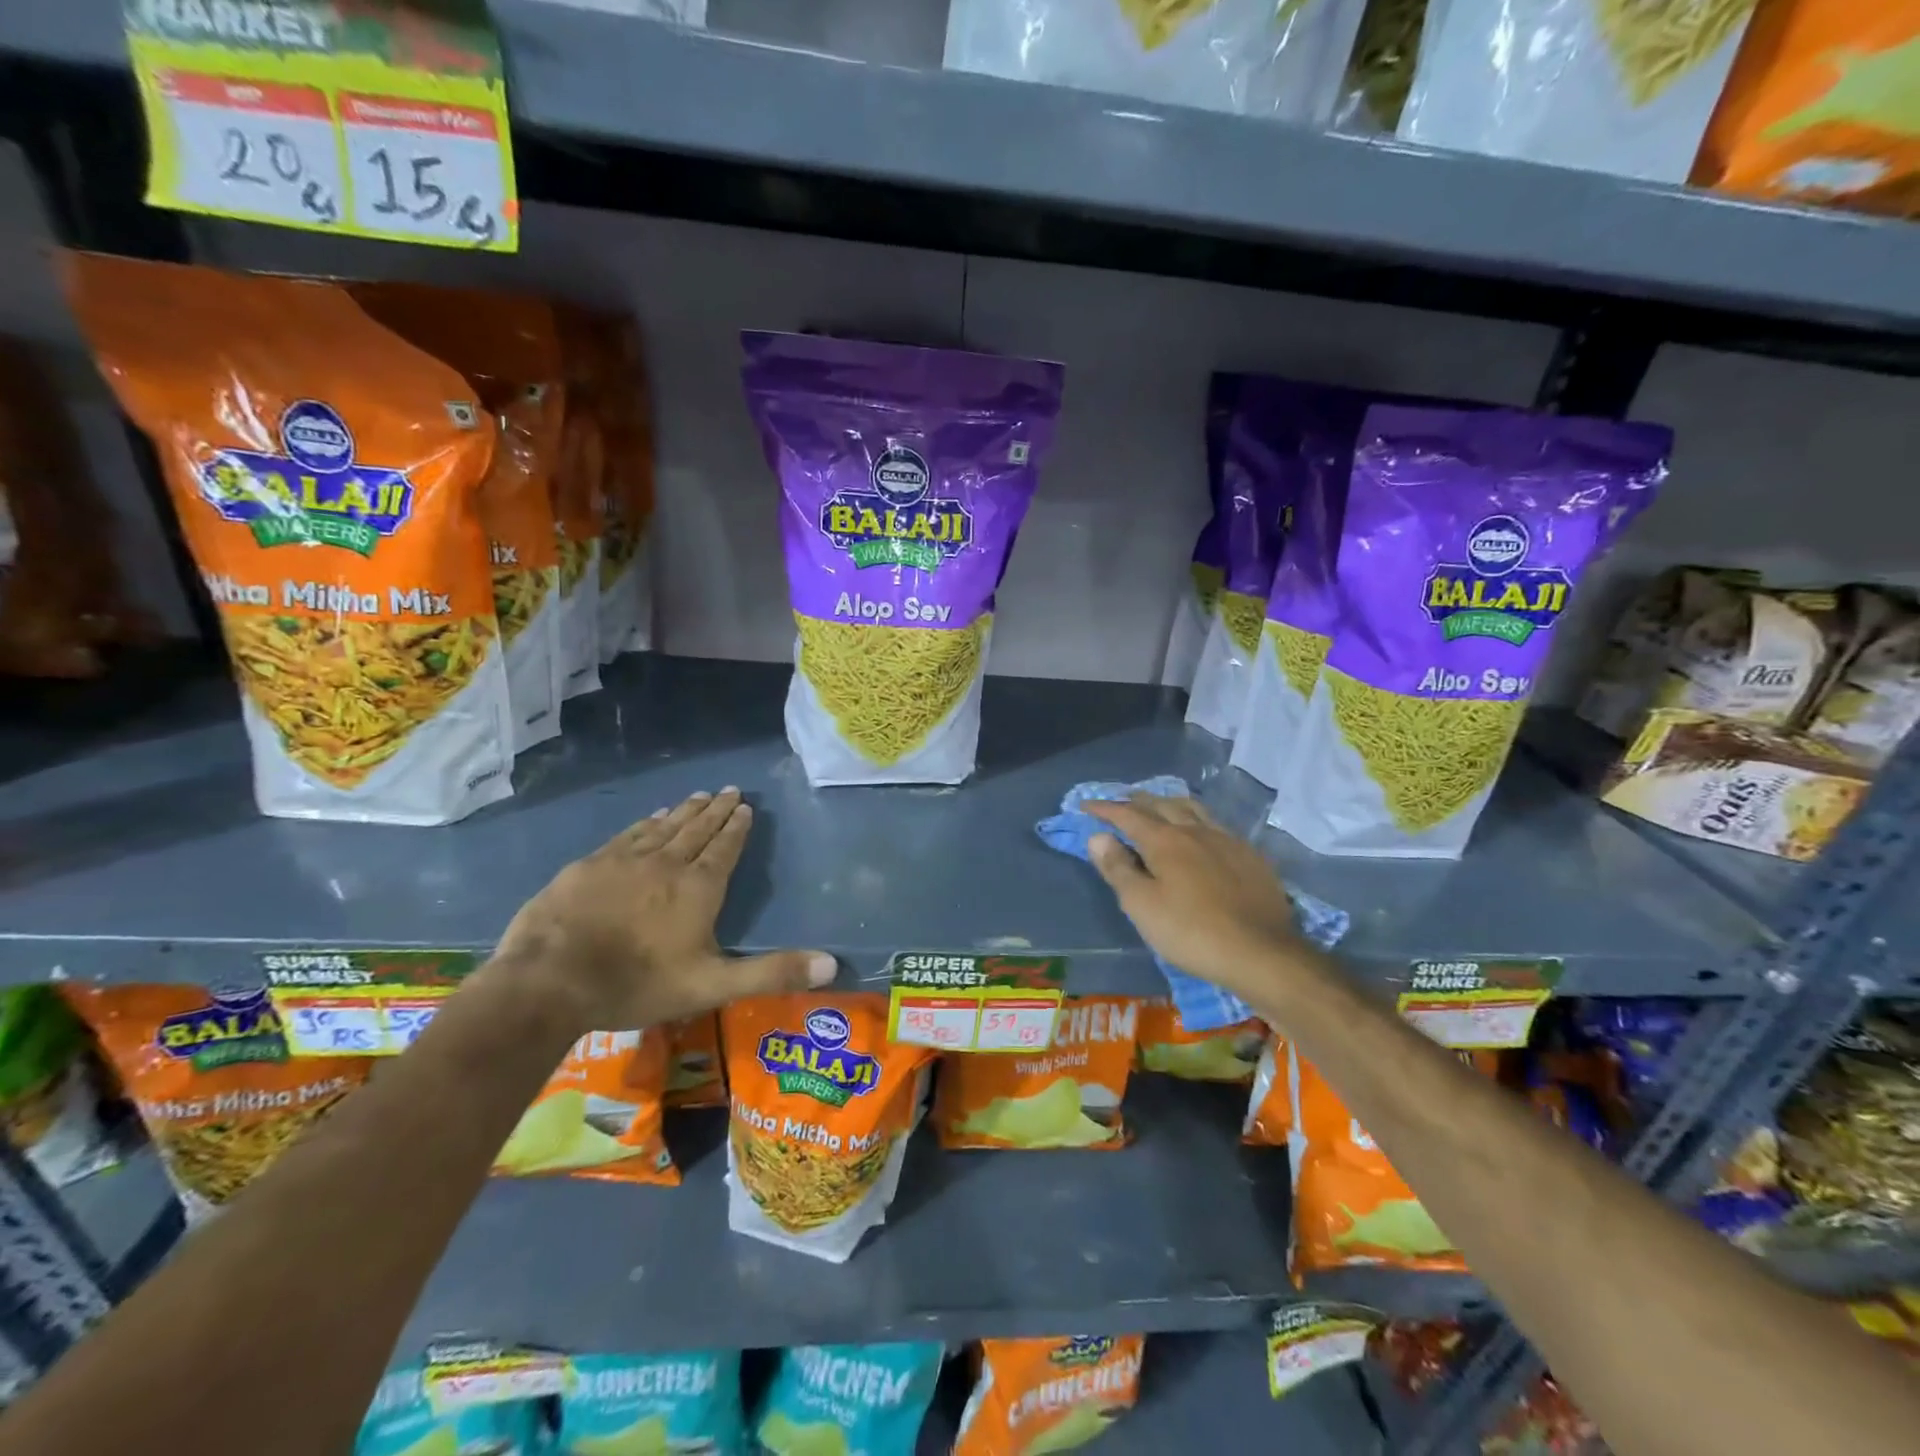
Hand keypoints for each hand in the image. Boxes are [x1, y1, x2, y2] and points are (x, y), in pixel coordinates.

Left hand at [493, 788, 834, 1031]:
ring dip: (683, 811)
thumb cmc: (637, 983)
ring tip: (697, 796)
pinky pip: (628, 835)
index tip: (745, 806)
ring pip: (663, 827)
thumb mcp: (712, 985)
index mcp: (699, 888)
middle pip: (697, 829)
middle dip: (715, 810)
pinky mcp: (590, 866)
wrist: (550, 980)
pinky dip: (645, 823)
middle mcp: (667, 863)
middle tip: (728, 789)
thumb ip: (771, 973)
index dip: (736, 827)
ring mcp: (625, 861)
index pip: (724, 848)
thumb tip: (832, 964)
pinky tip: (649, 817)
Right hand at [1086, 794, 1309, 1004]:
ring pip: (1193, 809)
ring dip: (1170, 804)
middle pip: (1162, 805)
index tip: (1086, 805)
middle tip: (1122, 802)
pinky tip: (1202, 834)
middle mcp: (1196, 830)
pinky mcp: (1251, 856)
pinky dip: (1198, 821)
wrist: (1262, 953)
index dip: (1105, 808)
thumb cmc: (1191, 931)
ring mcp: (1227, 840)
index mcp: (1165, 840)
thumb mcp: (1142, 905)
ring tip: (1160, 806)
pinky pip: (1217, 825)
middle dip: (1137, 801)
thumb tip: (1098, 836)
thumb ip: (1118, 868)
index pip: (1128, 815)